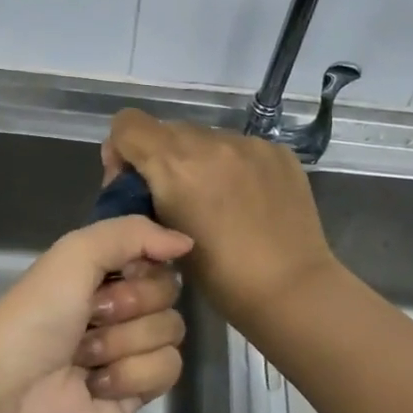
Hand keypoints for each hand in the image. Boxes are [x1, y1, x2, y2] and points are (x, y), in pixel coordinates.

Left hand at [0, 215, 193, 412]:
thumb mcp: (74, 254)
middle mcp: (118, 308)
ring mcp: (130, 351)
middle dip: (129, 304)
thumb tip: (187, 242)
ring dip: (123, 342)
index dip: (143, 263)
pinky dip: (129, 375)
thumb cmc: (36, 317)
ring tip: (85, 356)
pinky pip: (168, 369)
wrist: (11, 396)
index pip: (154, 255)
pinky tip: (96, 385)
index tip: (120, 271)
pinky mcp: (138, 392)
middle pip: (168, 292)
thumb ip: (131, 233)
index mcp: (99, 273)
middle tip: (91, 316)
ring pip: (171, 330)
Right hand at [103, 109, 340, 329]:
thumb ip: (145, 196)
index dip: (121, 149)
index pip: (127, 123)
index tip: (133, 181)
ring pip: (205, 138)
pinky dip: (233, 166)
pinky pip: (240, 148)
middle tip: (175, 197)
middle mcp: (210, 142)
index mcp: (174, 163)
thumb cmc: (218, 276)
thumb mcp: (161, 234)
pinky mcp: (278, 151)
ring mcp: (248, 144)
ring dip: (199, 161)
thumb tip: (142, 182)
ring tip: (217, 201)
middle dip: (161, 158)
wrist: (290, 288)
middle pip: (166, 129)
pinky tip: (247, 200)